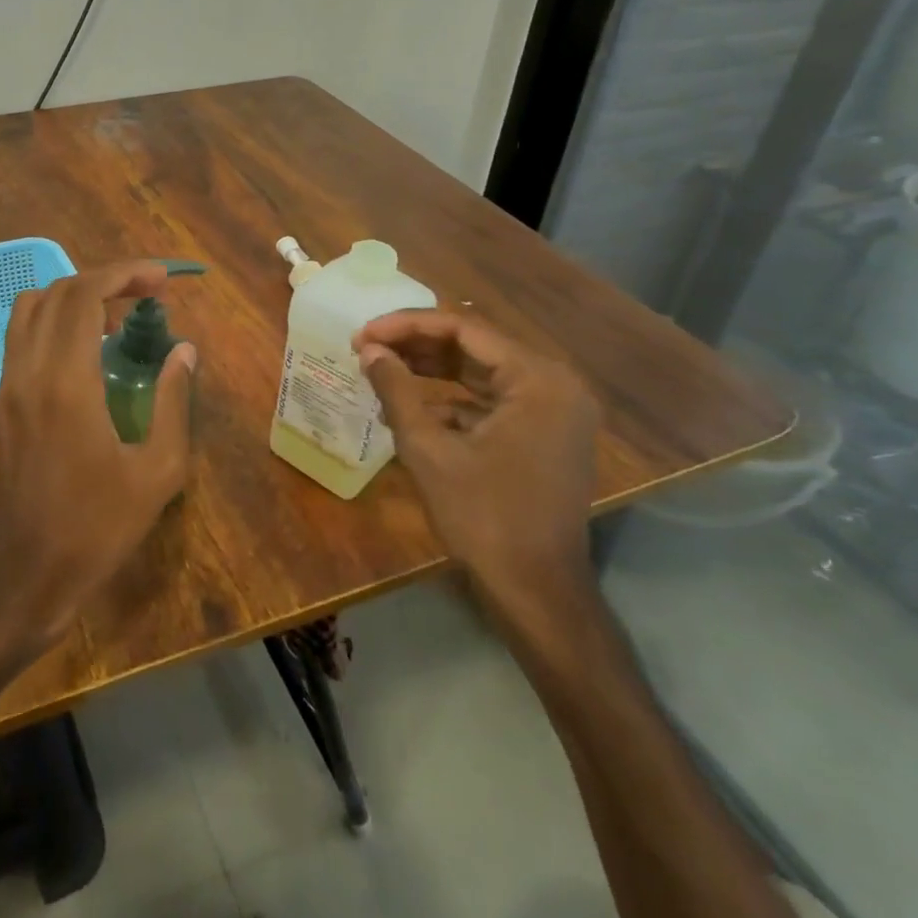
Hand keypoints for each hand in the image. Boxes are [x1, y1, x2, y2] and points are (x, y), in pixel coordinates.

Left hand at [0, 260, 197, 647]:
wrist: (26, 573)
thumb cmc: (98, 527)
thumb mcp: (157, 472)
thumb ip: (173, 402)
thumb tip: (185, 352)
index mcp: (67, 382)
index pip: (85, 294)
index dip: (124, 273)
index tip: (161, 280)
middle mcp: (30, 371)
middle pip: (58, 292)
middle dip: (105, 279)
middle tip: (147, 293)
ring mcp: (8, 384)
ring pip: (30, 307)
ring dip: (74, 296)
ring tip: (115, 317)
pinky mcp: (1, 401)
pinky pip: (22, 336)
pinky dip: (54, 321)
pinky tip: (86, 351)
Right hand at [353, 310, 598, 614]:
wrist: (536, 592)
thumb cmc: (483, 516)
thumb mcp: (428, 448)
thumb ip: (396, 390)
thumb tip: (369, 350)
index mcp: (538, 380)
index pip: (464, 328)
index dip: (406, 325)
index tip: (362, 334)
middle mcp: (554, 385)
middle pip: (475, 346)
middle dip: (416, 344)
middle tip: (367, 347)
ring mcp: (554, 412)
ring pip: (481, 372)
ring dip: (430, 369)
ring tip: (381, 369)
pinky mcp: (544, 435)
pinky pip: (492, 400)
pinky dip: (451, 400)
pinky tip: (409, 407)